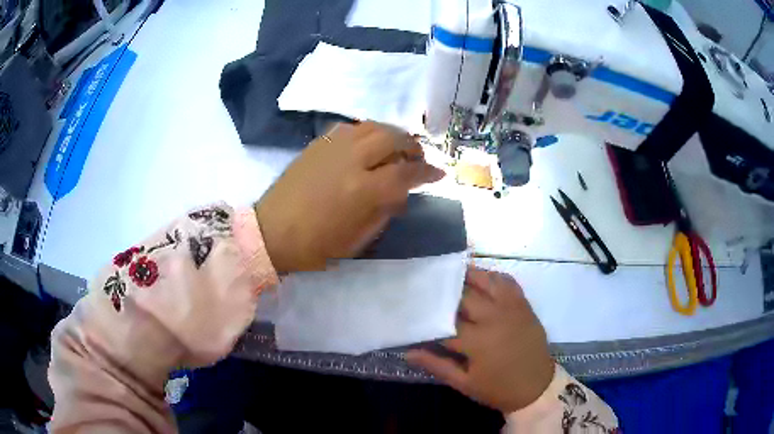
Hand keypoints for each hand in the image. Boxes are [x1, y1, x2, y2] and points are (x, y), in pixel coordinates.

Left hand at [256, 121, 444, 272]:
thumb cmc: (315, 245)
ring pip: (373, 126)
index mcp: (362, 190)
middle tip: (417, 157)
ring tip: (396, 147)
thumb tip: (402, 192)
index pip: (406, 173)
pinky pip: (352, 127)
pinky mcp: (318, 143)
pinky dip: (369, 132)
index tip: (438, 174)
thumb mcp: (358, 239)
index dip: (427, 172)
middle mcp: (350, 160)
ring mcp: (332, 147)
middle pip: (392, 137)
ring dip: (392, 134)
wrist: (271, 231)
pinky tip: (369, 144)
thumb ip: (385, 211)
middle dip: (412, 145)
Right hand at [407, 267, 554, 413]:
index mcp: (477, 341)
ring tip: (450, 276)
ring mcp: (511, 308)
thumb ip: (436, 365)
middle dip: (444, 295)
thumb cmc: (498, 388)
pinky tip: (481, 279)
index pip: (443, 323)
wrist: (537, 387)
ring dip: (467, 277)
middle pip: (462, 297)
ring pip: (485, 281)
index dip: (427, 319)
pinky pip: (507, 281)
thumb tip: (408, 353)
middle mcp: (493, 318)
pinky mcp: (524, 304)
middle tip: (429, 293)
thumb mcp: (464, 383)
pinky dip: (493, 276)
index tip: (415, 315)